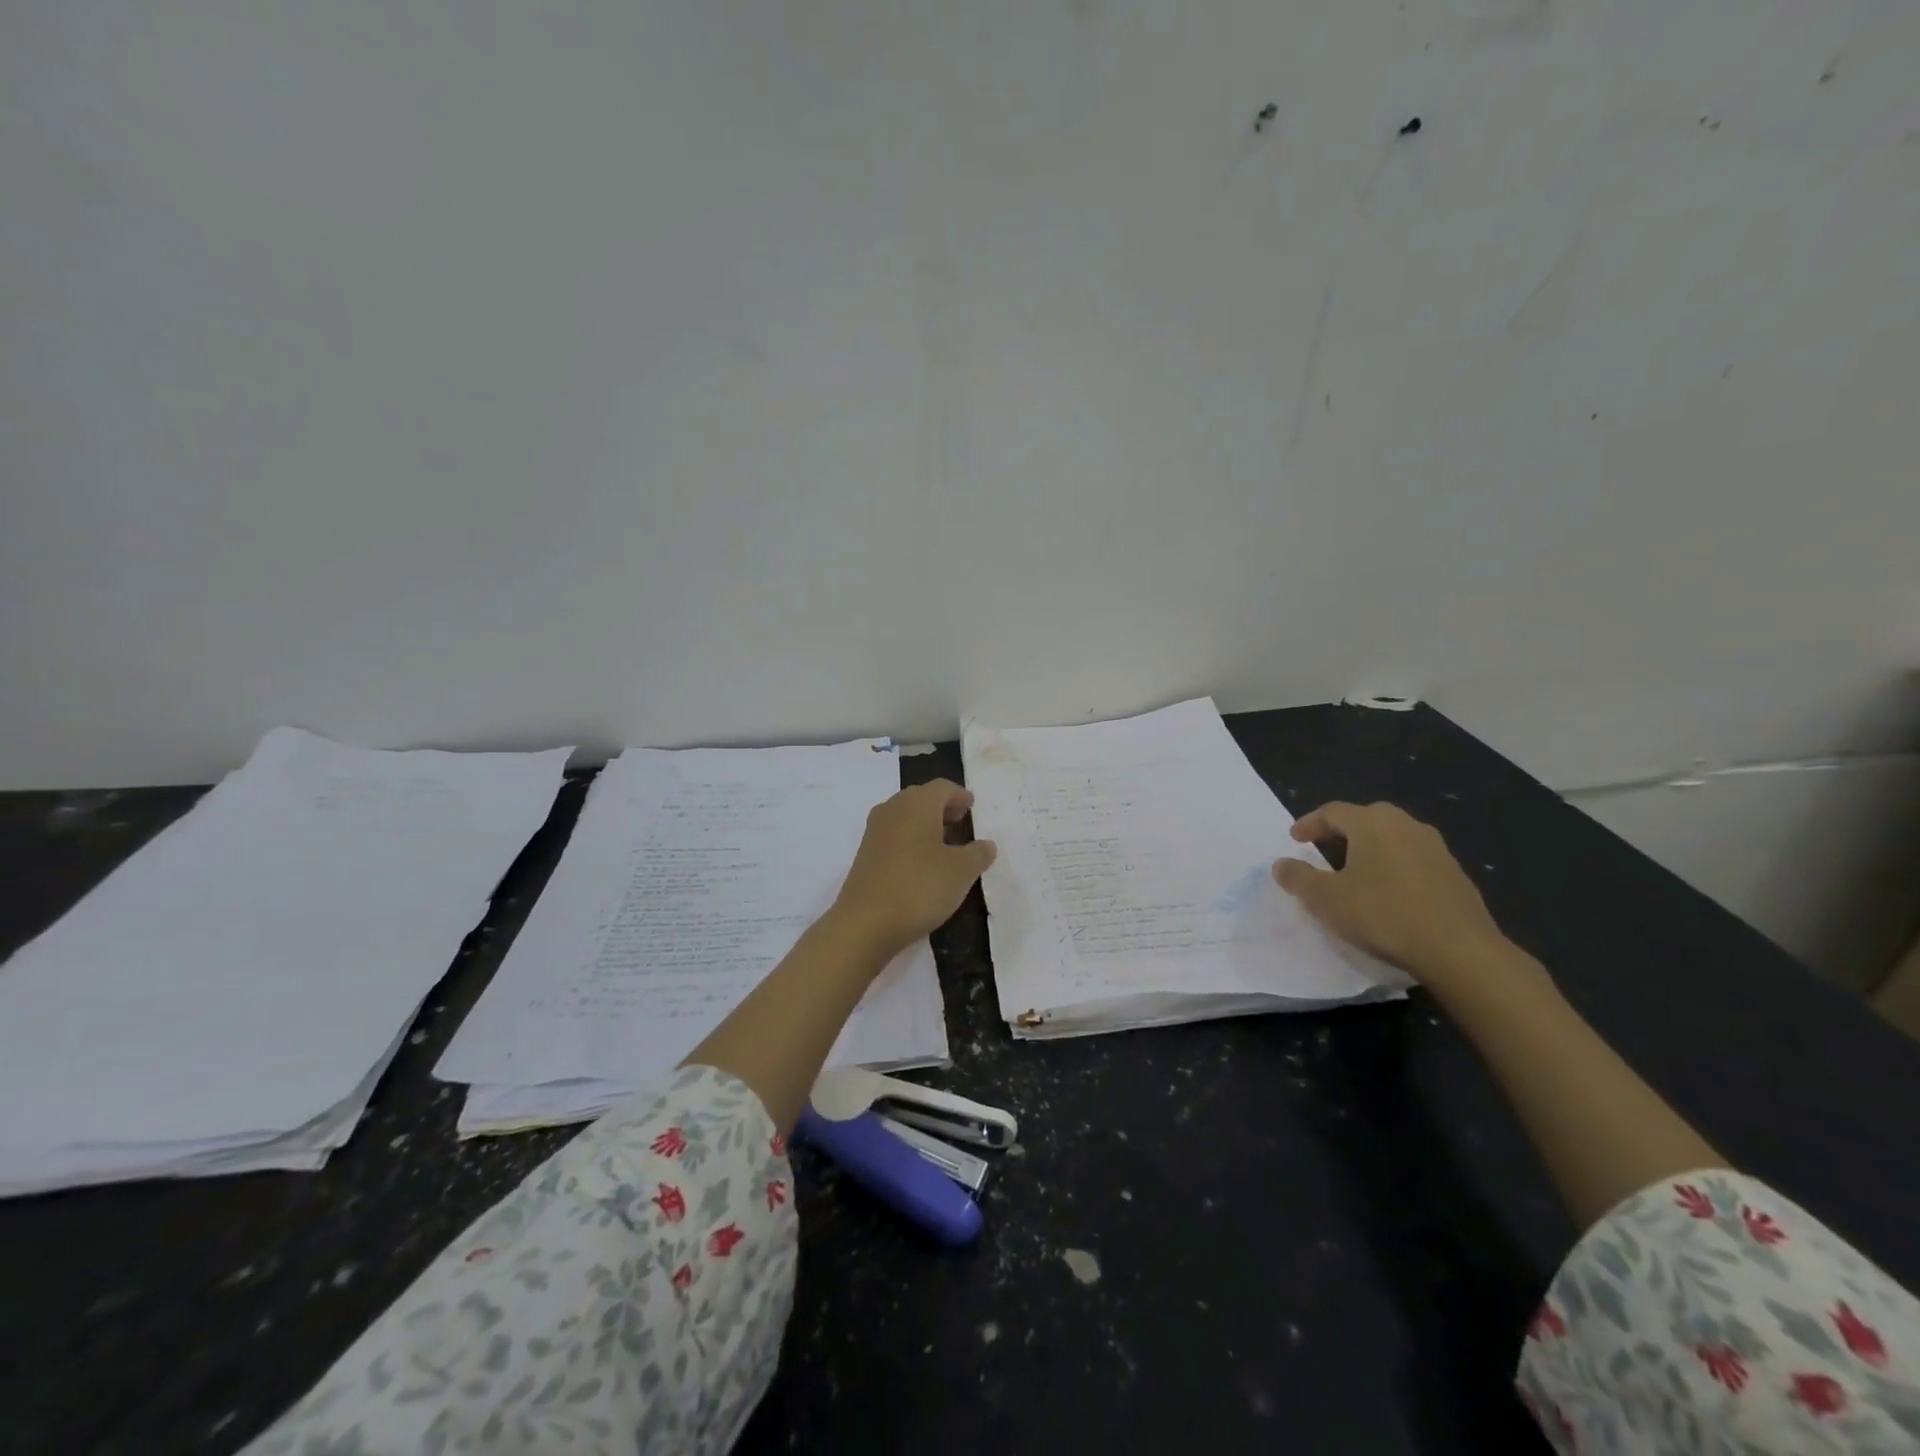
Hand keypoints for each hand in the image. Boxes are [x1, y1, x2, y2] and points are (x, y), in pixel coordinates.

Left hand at [829, 780, 996, 958]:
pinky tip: (921, 863)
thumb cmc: (919, 887)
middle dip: (942, 807)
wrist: (864, 923)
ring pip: (904, 816)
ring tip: (944, 845)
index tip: (972, 807)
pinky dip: (910, 840)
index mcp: (917, 803)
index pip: (942, 787)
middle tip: (960, 822)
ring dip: (924, 824)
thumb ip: (977, 854)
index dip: (960, 795)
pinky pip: (893, 836)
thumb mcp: (961, 872)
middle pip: (920, 797)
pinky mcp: (864, 855)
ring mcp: (874, 832)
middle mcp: (892, 809)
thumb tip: (986, 844)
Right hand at [1272, 801, 1508, 983]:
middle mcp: (1405, 824)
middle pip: (1365, 819)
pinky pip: (1412, 858)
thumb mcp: (1326, 899)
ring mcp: (1435, 847)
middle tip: (1322, 849)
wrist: (1460, 950)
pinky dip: (1393, 866)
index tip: (1294, 839)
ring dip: (1369, 848)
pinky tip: (1388, 891)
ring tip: (1354, 870)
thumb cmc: (1383, 915)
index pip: (1332, 812)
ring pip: (1392, 837)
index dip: (1309, 824)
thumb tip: (1281, 864)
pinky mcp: (1454, 872)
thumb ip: (1298, 878)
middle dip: (1340, 832)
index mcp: (1372, 823)